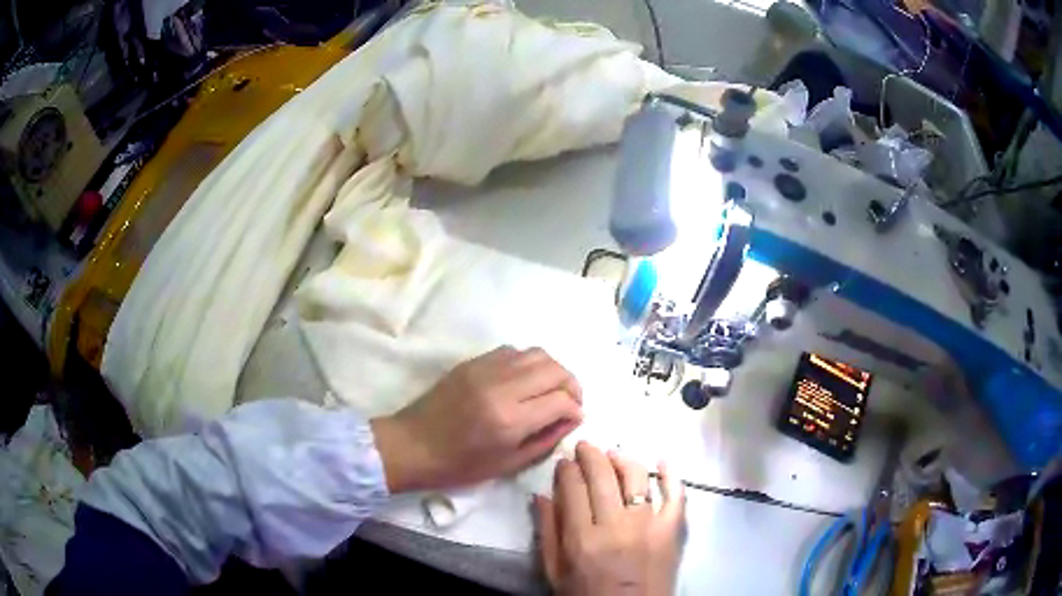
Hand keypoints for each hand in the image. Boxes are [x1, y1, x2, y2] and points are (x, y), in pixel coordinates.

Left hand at [370, 346, 582, 492]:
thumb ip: (545, 439)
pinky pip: (513, 351)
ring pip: (536, 353)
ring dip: (552, 370)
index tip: (574, 418)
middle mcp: (502, 387)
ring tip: (550, 389)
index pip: (562, 400)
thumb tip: (572, 418)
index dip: (575, 409)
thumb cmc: (459, 465)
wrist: (412, 445)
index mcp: (510, 420)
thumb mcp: (508, 464)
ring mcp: (486, 369)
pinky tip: (524, 381)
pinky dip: (528, 363)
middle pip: (555, 370)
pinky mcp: (472, 362)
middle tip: (569, 402)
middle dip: (571, 385)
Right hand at [536, 442, 684, 595]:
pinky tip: (662, 460)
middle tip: (585, 446)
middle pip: (602, 477)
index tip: (564, 461)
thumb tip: (540, 496)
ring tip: (614, 454)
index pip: (572, 489)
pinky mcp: (672, 529)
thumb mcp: (555, 572)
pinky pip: (676, 494)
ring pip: (636, 478)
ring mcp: (649, 525)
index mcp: (582, 539)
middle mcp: (616, 526)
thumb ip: (546, 534)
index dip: (566, 469)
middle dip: (590, 455)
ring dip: (623, 459)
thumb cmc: (587, 595)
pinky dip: (670, 474)